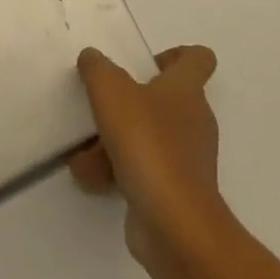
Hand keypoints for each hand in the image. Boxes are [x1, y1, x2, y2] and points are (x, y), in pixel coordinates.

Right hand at [69, 45, 228, 269]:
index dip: (175, 54)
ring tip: (82, 153)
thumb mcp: (112, 94)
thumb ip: (98, 69)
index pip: (197, 58)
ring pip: (147, 137)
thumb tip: (92, 56)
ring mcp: (186, 158)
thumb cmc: (148, 145)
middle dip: (127, 103)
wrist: (174, 224)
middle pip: (164, 99)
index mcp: (187, 89)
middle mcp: (193, 119)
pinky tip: (88, 179)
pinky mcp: (175, 191)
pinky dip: (117, 172)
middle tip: (100, 107)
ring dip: (114, 142)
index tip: (143, 64)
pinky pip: (143, 170)